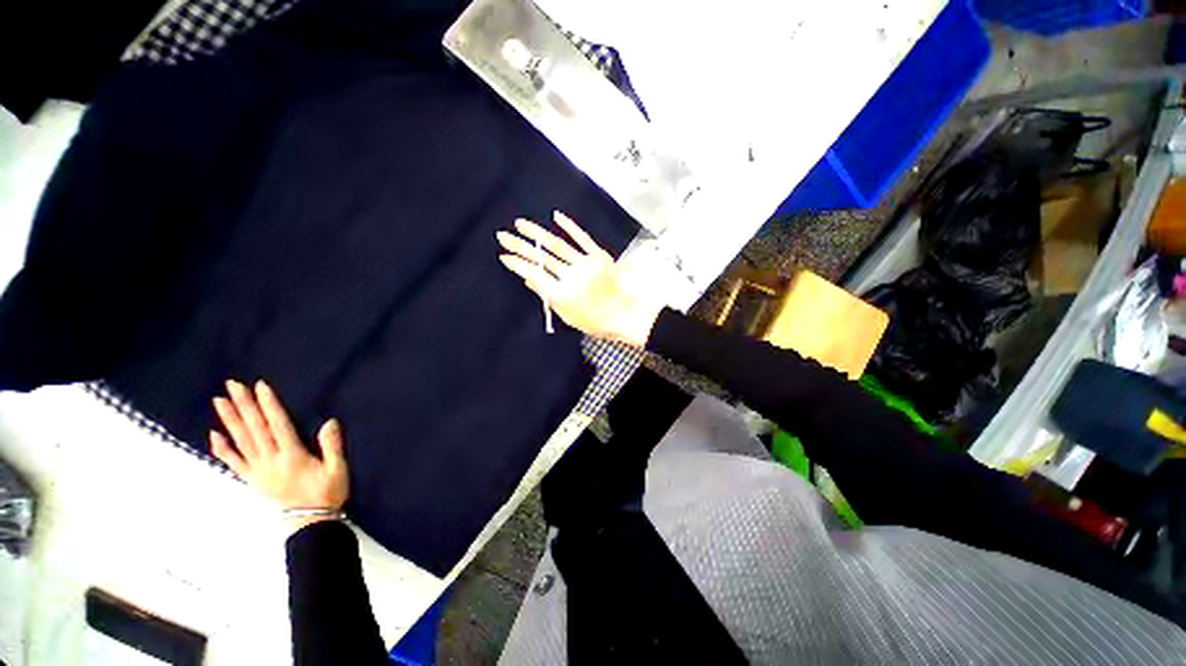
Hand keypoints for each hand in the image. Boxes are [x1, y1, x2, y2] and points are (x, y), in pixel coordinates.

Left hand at [211, 380, 348, 530]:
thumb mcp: (337, 469)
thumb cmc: (328, 492)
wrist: (310, 521)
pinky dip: (222, 448)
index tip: (260, 386)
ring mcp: (258, 470)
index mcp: (292, 456)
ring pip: (241, 441)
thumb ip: (332, 446)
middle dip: (244, 406)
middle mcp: (270, 460)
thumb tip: (330, 422)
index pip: (278, 425)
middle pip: (255, 429)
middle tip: (232, 386)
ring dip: (229, 420)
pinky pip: (233, 462)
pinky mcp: (252, 479)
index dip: (269, 405)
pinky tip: (214, 434)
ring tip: (219, 401)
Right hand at [497, 211, 661, 346]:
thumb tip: (529, 279)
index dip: (518, 265)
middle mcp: (571, 275)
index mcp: (561, 293)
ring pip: (557, 245)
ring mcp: (586, 263)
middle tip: (503, 236)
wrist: (624, 315)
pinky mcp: (599, 256)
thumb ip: (548, 296)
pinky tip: (556, 216)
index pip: (534, 274)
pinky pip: (582, 238)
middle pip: (541, 258)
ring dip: (537, 233)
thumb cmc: (595, 320)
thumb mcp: (567, 315)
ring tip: (521, 224)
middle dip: (520, 246)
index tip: (504, 256)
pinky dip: (569, 226)